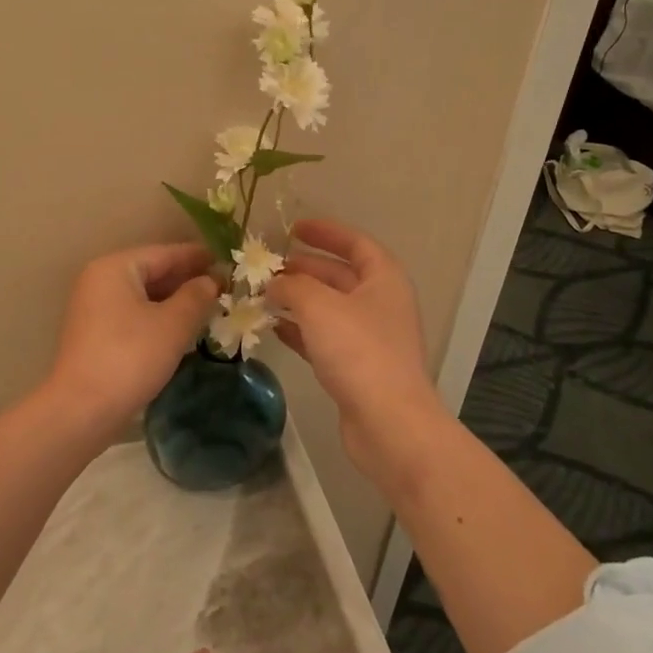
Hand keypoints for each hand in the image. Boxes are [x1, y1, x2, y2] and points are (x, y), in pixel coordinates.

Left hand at [42, 243, 220, 437]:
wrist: (82, 411)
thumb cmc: (130, 357)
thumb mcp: (173, 324)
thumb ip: (196, 296)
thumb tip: (211, 280)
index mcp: (115, 267)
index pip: (164, 253)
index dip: (198, 257)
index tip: (227, 261)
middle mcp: (100, 280)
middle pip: (152, 271)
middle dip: (187, 280)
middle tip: (224, 286)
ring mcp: (94, 308)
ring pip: (143, 295)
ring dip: (174, 301)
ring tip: (209, 307)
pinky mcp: (95, 334)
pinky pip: (133, 314)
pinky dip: (158, 317)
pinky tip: (181, 329)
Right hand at [268, 219, 444, 470]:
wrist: (389, 424)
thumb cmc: (358, 351)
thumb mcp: (319, 306)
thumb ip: (291, 286)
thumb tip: (273, 283)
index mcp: (383, 279)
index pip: (355, 243)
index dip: (326, 232)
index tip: (293, 228)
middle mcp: (380, 304)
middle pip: (340, 276)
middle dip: (304, 268)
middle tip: (269, 266)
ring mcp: (370, 338)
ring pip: (328, 308)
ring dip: (298, 300)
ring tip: (263, 294)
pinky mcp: (356, 368)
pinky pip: (323, 338)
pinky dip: (300, 330)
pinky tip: (273, 328)